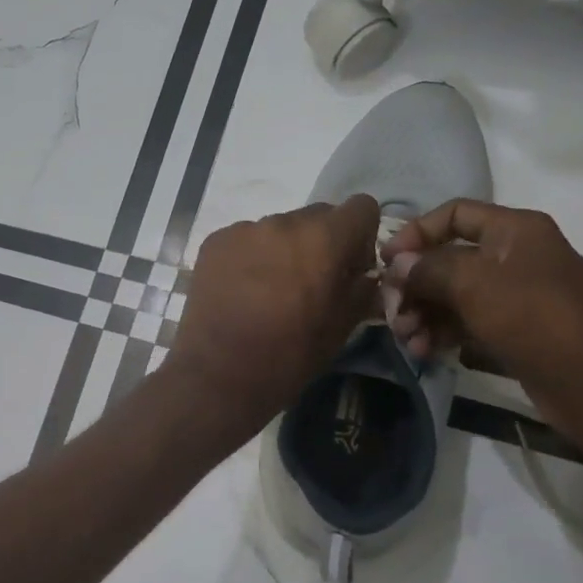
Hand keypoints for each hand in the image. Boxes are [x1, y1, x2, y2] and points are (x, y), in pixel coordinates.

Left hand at [164, 195, 380, 440]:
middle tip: (310, 284)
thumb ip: (362, 291)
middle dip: (322, 243)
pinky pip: (246, 239)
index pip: (361, 207)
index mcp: (324, 239)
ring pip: (279, 228)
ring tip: (270, 292)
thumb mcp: (341, 328)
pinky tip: (242, 291)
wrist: (219, 374)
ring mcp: (245, 229)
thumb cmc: (289, 356)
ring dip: (284, 249)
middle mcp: (284, 222)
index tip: (350, 268)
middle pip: (318, 216)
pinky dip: (251, 257)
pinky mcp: (215, 242)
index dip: (361, 236)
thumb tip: (367, 277)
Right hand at [380, 198, 582, 428]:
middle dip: (414, 286)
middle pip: (448, 259)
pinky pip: (466, 322)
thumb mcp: (475, 285)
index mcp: (514, 230)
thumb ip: (429, 269)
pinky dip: (442, 333)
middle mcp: (514, 256)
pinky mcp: (513, 331)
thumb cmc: (535, 318)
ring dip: (423, 314)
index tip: (385, 262)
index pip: (454, 214)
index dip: (416, 233)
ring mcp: (514, 296)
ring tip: (406, 340)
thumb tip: (398, 265)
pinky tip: (424, 352)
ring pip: (453, 295)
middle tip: (391, 314)